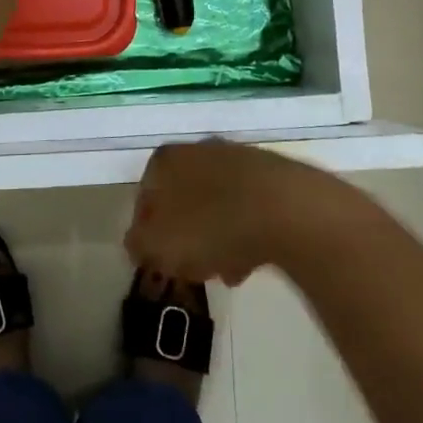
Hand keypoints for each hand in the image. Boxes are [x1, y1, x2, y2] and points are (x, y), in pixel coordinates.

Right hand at [125, 140, 325, 283]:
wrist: (284, 209)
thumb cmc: (209, 225)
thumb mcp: (157, 245)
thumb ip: (138, 244)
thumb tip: (138, 243)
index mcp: (165, 161)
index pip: (144, 198)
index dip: (147, 233)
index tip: (158, 260)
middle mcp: (198, 150)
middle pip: (182, 200)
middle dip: (185, 237)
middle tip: (191, 267)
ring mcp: (237, 160)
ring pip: (215, 206)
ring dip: (216, 239)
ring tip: (225, 272)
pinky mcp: (272, 176)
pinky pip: (247, 209)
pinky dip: (244, 234)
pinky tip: (251, 263)